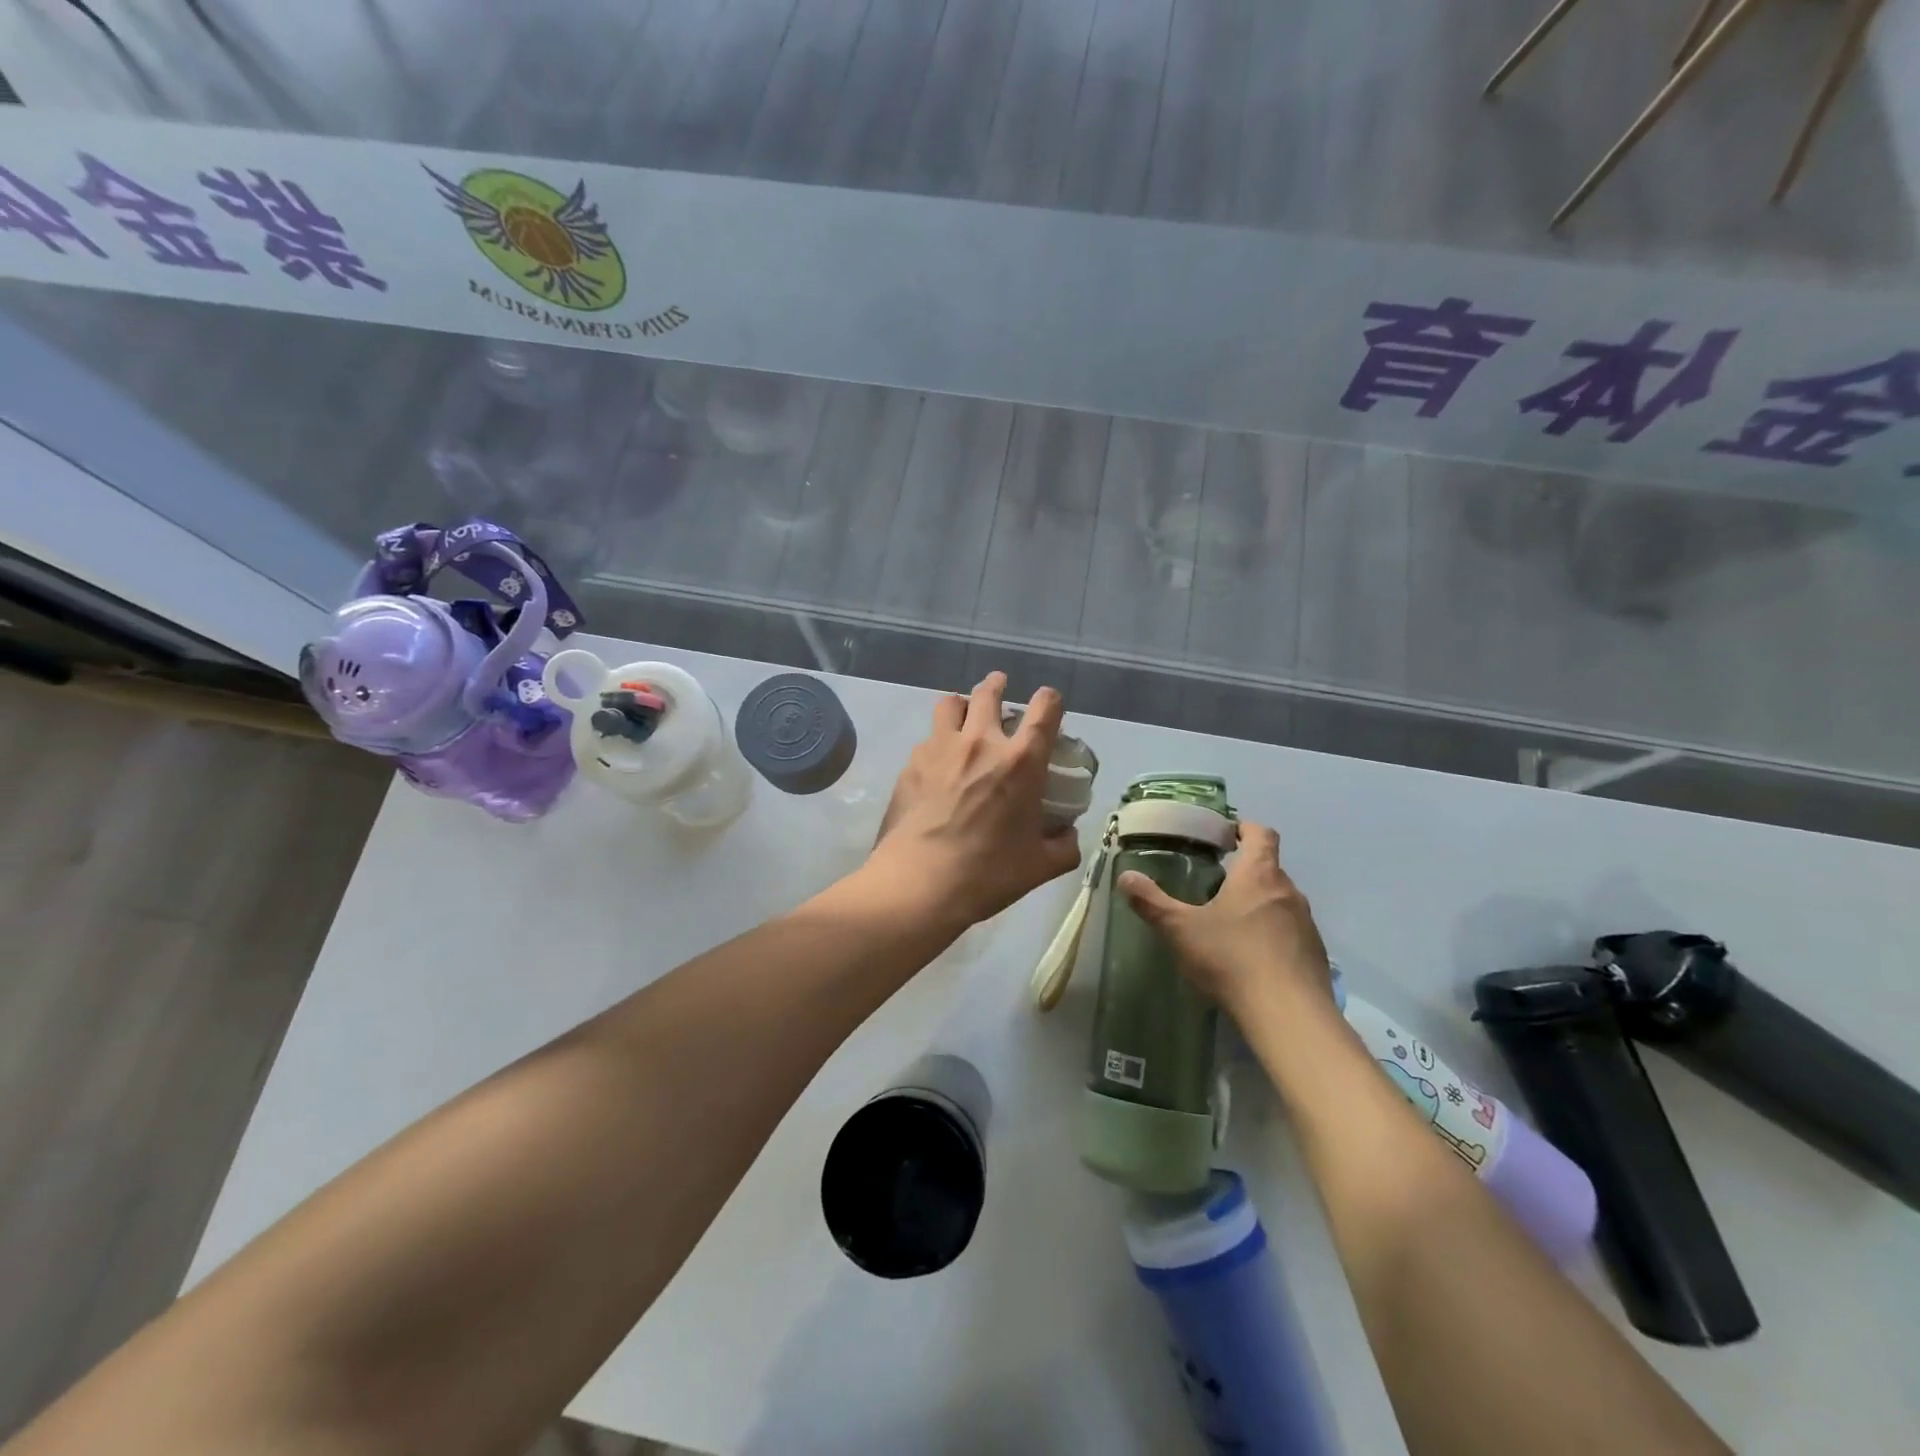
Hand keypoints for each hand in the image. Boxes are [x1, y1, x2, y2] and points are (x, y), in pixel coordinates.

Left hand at [868, 672, 1082, 928]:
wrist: (921, 883)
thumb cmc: (988, 873)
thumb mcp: (1041, 866)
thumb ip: (1064, 845)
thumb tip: (1067, 834)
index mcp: (1021, 761)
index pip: (1044, 708)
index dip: (1050, 700)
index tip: (1049, 705)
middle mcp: (981, 743)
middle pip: (989, 692)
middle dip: (998, 684)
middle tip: (1000, 688)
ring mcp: (941, 749)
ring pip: (950, 703)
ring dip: (961, 705)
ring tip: (963, 717)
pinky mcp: (911, 764)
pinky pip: (927, 739)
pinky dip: (937, 742)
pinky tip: (937, 764)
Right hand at [1117, 822, 1331, 1013]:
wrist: (1288, 1015)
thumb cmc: (1232, 959)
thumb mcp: (1181, 930)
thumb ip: (1152, 902)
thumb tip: (1125, 877)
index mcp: (1258, 874)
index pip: (1261, 834)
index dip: (1245, 829)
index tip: (1225, 836)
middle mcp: (1288, 891)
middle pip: (1270, 869)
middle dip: (1245, 873)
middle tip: (1216, 888)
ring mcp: (1306, 923)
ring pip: (1280, 902)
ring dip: (1259, 906)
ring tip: (1231, 927)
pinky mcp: (1315, 954)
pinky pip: (1291, 933)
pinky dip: (1273, 936)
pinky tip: (1252, 960)